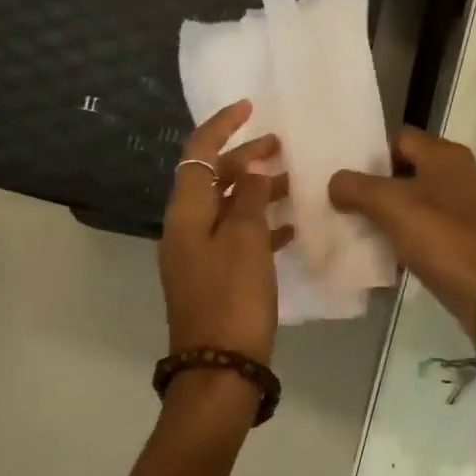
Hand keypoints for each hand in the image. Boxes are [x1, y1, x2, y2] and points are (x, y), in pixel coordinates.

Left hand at [159, 101, 291, 363]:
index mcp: (185, 214)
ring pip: (227, 208)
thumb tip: (249, 165)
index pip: (197, 154)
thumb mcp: (245, 241)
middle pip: (212, 179)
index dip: (221, 126)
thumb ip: (248, 197)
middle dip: (243, 158)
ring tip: (291, 182)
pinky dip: (260, 225)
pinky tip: (291, 227)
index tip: (249, 107)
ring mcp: (199, 255)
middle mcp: (186, 229)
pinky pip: (237, 237)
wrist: (220, 368)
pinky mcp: (215, 277)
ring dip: (255, 190)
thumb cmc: (233, 298)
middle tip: (281, 147)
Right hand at [328, 127, 475, 332]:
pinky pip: (437, 227)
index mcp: (448, 156)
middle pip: (412, 169)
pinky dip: (415, 235)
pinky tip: (395, 252)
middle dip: (380, 185)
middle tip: (347, 202)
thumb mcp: (392, 207)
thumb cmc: (443, 239)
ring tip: (365, 228)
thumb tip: (336, 182)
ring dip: (397, 212)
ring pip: (424, 200)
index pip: (400, 138)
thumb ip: (357, 188)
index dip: (371, 152)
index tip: (344, 174)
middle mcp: (465, 173)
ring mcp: (474, 206)